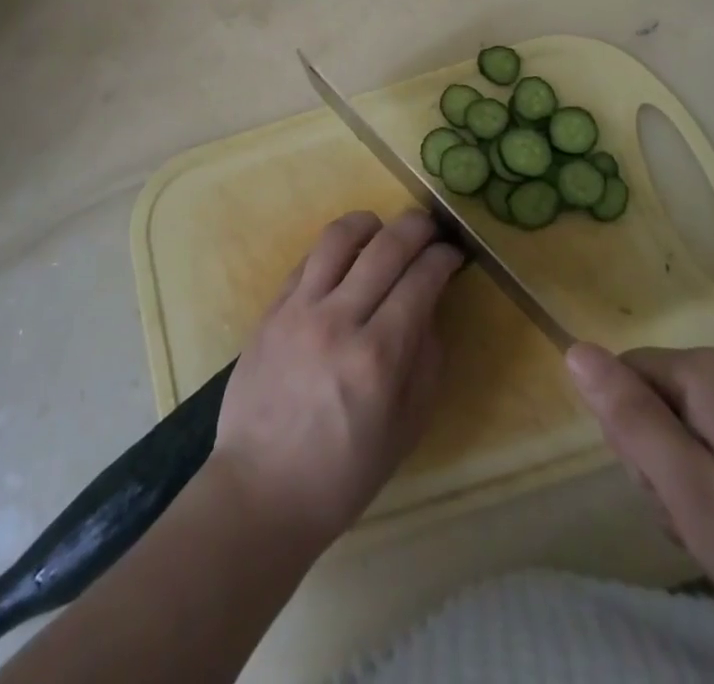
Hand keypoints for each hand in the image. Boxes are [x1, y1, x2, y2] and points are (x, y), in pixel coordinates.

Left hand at [209, 210, 463, 550]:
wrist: (261, 490)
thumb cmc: (343, 473)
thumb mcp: (406, 430)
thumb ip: (426, 362)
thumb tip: (431, 308)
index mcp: (378, 358)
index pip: (420, 281)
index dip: (442, 258)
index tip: (453, 252)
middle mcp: (338, 321)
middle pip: (385, 247)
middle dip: (416, 227)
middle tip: (429, 227)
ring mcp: (299, 310)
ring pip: (338, 238)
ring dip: (369, 223)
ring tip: (382, 228)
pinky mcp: (271, 310)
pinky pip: (306, 259)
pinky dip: (333, 248)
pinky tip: (345, 256)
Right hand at [565, 344, 713, 682]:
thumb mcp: (690, 492)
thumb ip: (627, 418)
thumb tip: (572, 350)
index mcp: (705, 372)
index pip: (624, 376)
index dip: (628, 436)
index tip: (664, 491)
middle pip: (658, 402)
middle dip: (662, 463)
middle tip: (702, 523)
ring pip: (691, 431)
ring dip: (694, 484)